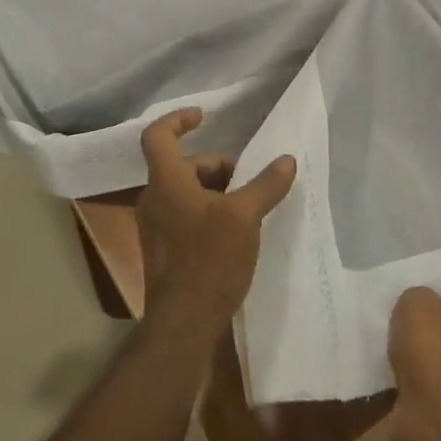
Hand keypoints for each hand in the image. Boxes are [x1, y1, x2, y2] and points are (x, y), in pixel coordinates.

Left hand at [136, 109, 296, 343]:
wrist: (183, 323)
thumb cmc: (210, 260)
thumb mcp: (245, 217)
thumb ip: (266, 184)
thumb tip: (287, 160)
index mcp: (166, 182)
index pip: (158, 135)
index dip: (178, 119)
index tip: (203, 116)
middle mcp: (153, 199)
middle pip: (182, 165)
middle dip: (216, 166)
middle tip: (248, 181)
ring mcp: (154, 227)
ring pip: (184, 192)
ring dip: (214, 191)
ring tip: (246, 208)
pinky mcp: (161, 250)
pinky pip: (183, 215)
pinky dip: (206, 212)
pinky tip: (234, 233)